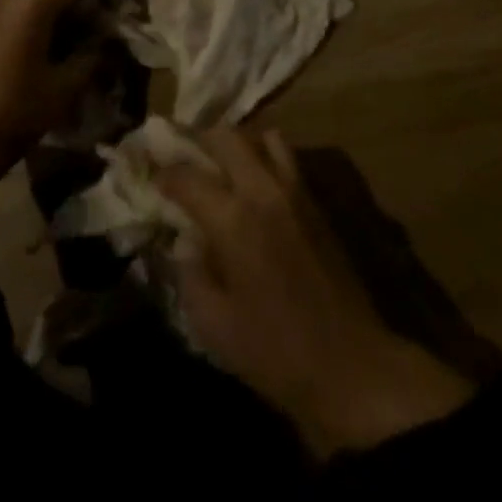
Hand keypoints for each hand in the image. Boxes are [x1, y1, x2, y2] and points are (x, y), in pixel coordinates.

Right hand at [158, 128, 474, 458]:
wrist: (351, 364)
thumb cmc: (274, 350)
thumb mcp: (212, 324)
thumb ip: (190, 272)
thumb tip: (184, 241)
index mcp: (234, 219)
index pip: (187, 175)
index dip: (163, 173)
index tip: (150, 177)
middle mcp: (264, 191)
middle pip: (227, 136)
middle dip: (198, 139)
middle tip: (182, 157)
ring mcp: (296, 191)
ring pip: (262, 137)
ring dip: (237, 144)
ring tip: (221, 165)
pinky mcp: (317, 202)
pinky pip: (286, 158)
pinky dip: (263, 157)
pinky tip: (253, 185)